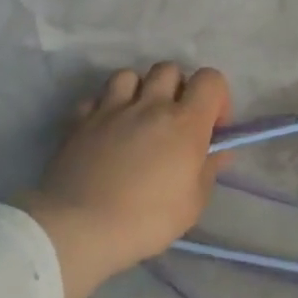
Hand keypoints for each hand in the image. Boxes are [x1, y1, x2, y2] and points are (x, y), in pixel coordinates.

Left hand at [16, 63, 231, 297]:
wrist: (79, 228)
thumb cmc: (146, 220)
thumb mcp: (192, 204)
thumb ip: (208, 171)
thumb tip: (217, 153)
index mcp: (185, 122)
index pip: (210, 79)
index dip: (216, 97)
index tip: (211, 127)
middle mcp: (150, 105)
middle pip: (169, 69)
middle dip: (177, 89)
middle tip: (174, 121)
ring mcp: (111, 109)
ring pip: (129, 75)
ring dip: (138, 91)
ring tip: (137, 118)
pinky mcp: (80, 120)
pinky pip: (96, 98)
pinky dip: (104, 108)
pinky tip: (105, 130)